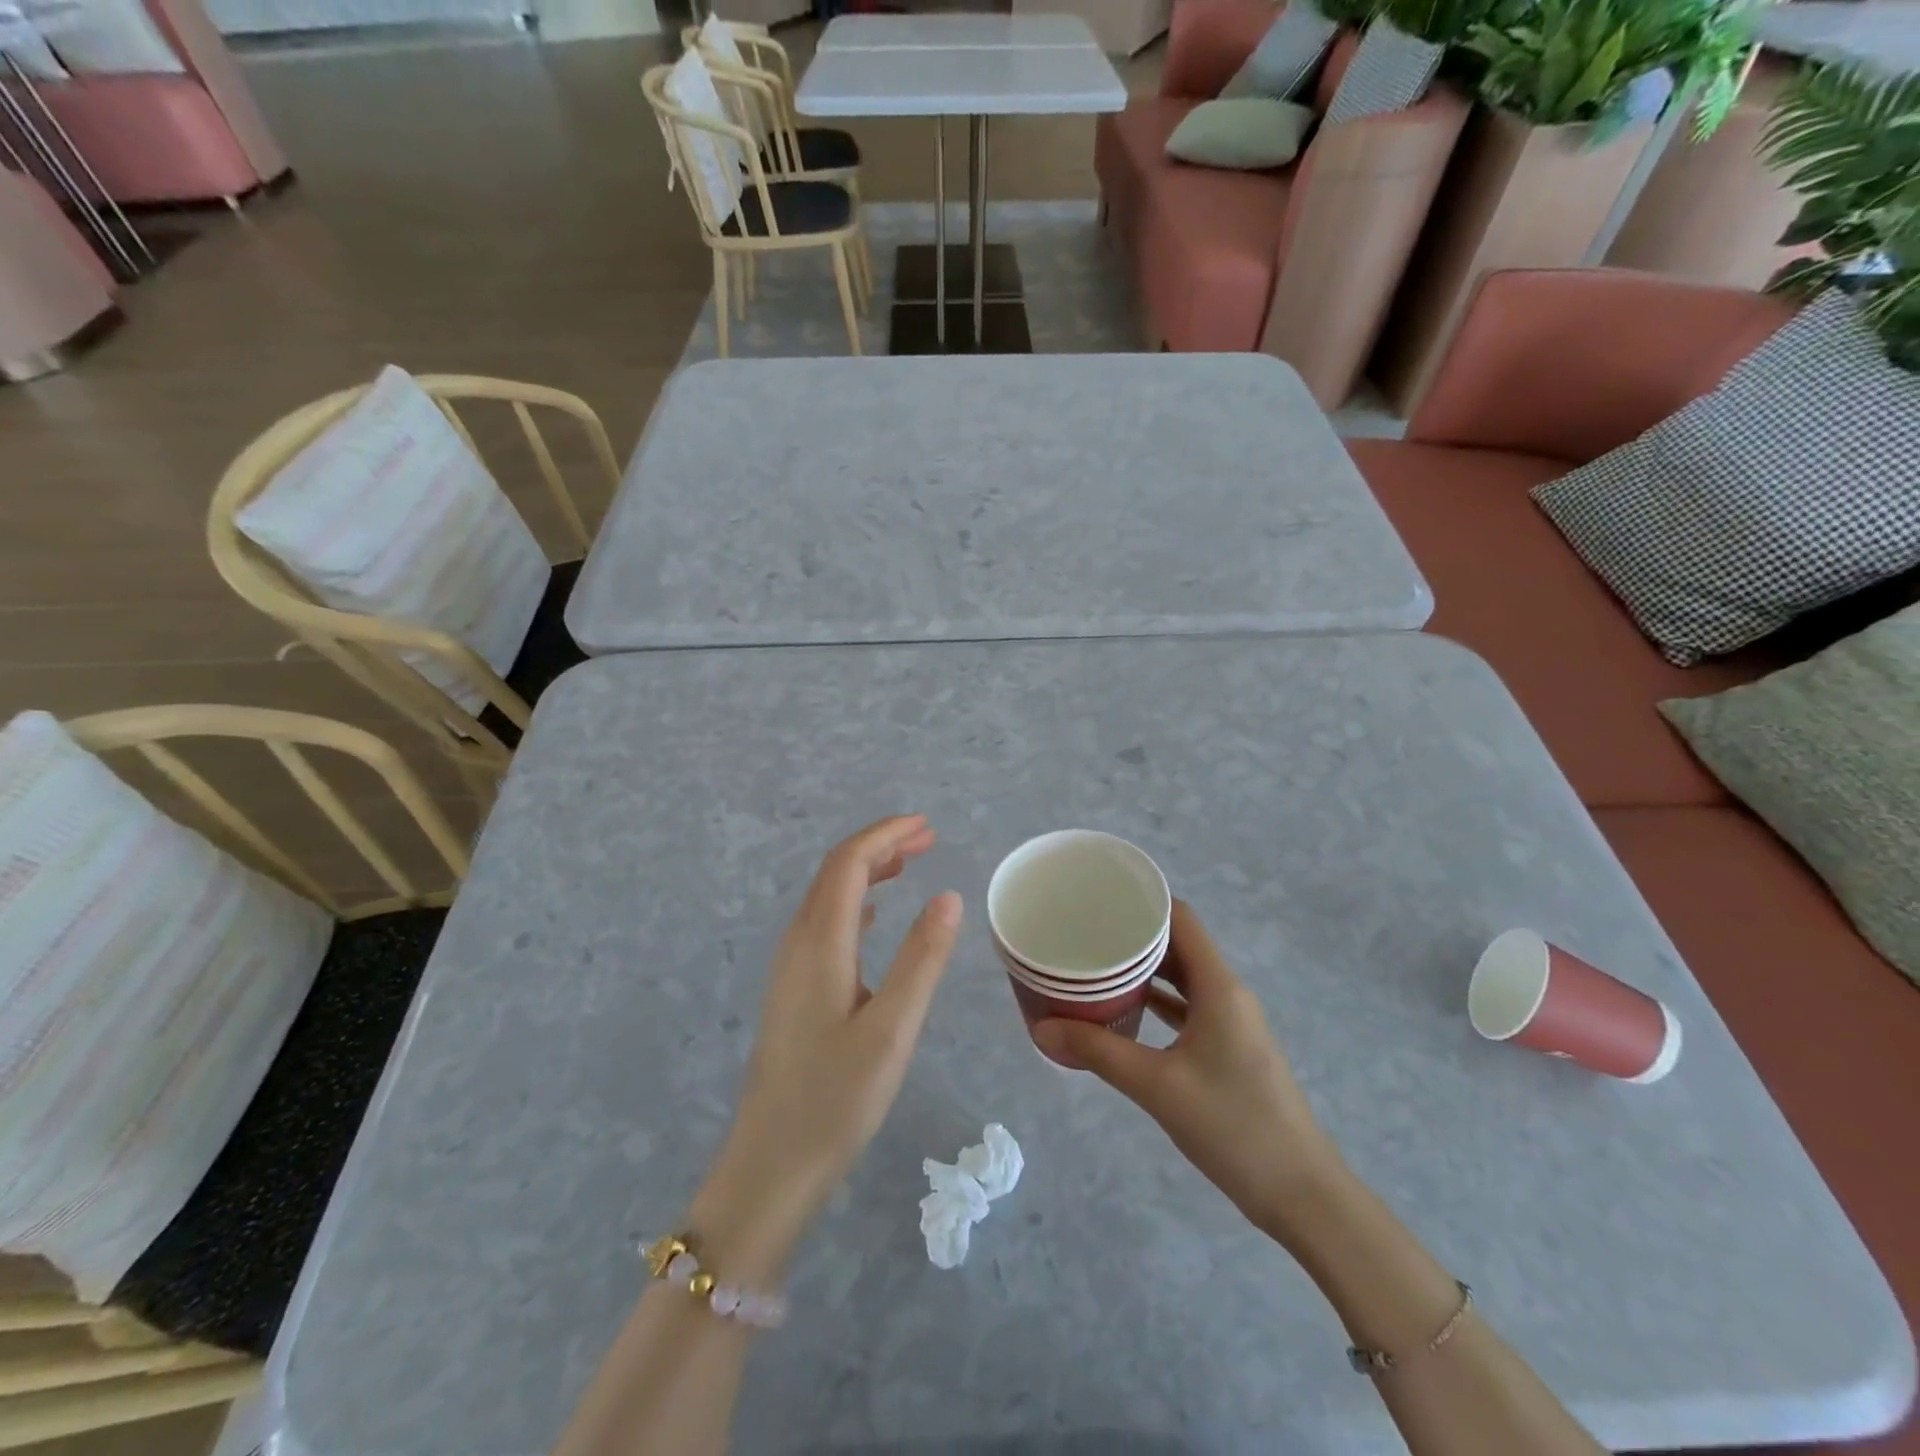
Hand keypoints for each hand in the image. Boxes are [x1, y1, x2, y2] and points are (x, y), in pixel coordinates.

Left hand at [690, 816, 961, 1280]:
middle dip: (880, 845)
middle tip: (928, 838)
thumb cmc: (836, 1099)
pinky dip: (856, 901)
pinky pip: (825, 922)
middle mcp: (799, 942)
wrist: (772, 1163)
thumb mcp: (893, 1029)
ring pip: (829, 895)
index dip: (886, 835)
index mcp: (821, 942)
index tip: (927, 826)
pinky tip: (876, 914)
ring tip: (910, 864)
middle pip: (835, 871)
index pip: (849, 863)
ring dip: (868, 870)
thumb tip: (948, 896)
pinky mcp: (794, 988)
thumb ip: (921, 959)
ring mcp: (791, 965)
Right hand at [1031, 901, 1343, 1241]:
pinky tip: (1124, 1010)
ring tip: (1095, 963)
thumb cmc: (1233, 1127)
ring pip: (1182, 978)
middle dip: (1134, 934)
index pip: (1181, 919)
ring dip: (1144, 969)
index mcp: (1219, 987)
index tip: (1100, 898)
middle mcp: (1227, 994)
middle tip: (1084, 931)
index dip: (1143, 901)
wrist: (1300, 1194)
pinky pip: (1187, 1008)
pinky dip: (1157, 1002)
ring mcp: (1230, 1022)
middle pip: (1179, 945)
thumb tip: (1042, 1028)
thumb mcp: (1158, 1086)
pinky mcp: (1228, 1049)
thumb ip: (1099, 1052)